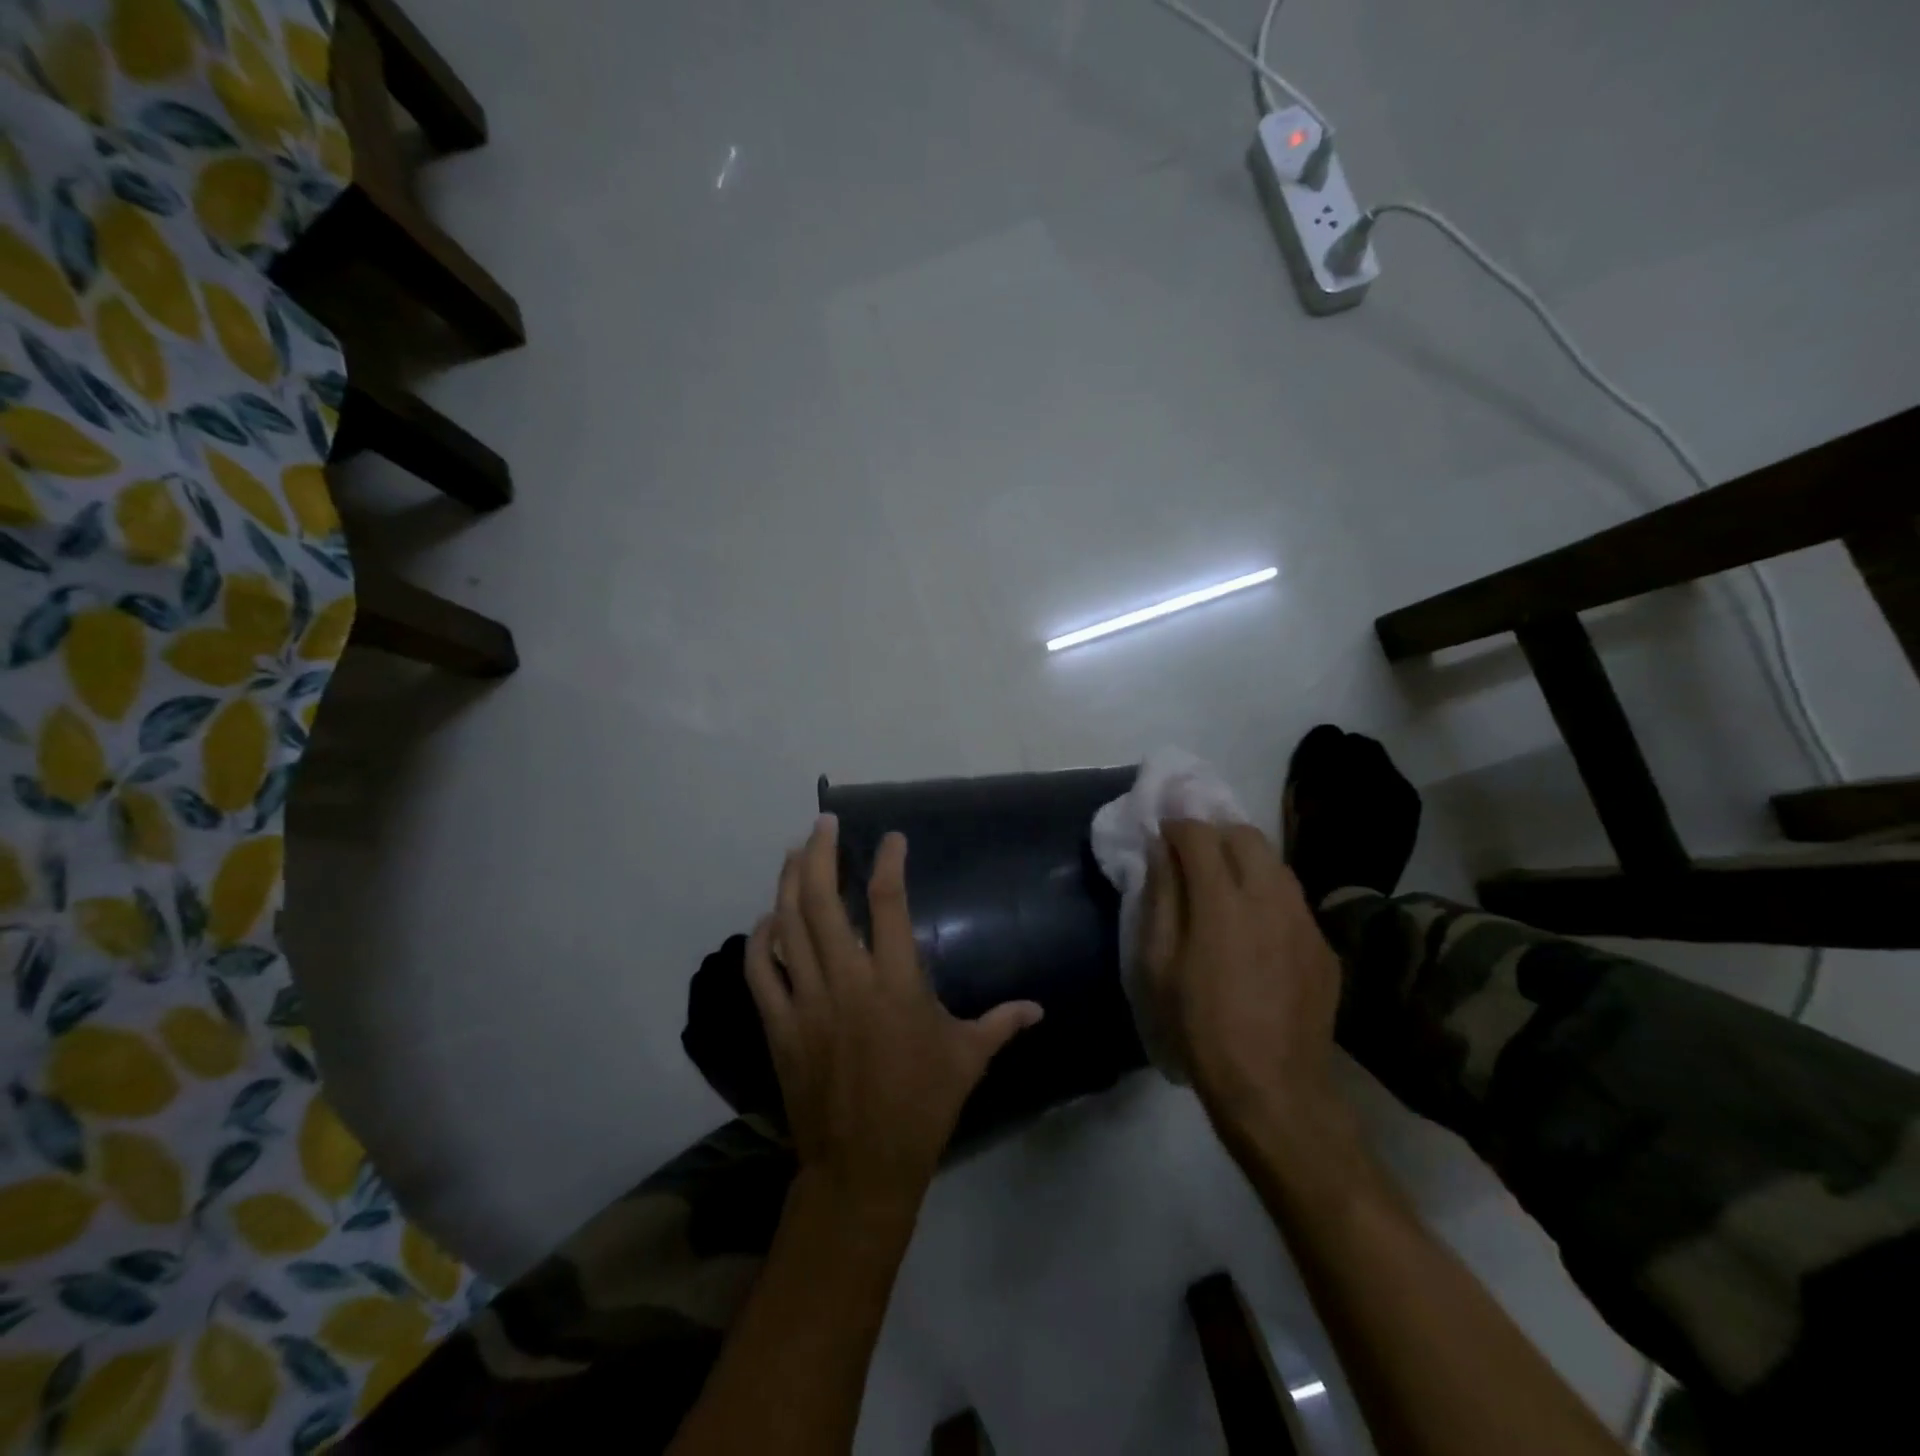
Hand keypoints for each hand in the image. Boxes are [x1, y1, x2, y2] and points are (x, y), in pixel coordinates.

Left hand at [745, 815, 1043, 1218]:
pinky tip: (768, 917)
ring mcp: (807, 1001)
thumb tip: (1039, 1009)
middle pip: (824, 901)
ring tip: (796, 852)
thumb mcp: (968, 1060)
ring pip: (789, 925)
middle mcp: (848, 981)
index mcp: (897, 984)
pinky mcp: (780, 1025)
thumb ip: (1002, 1023)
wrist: (862, 1165)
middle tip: (823, 824)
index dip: (889, 863)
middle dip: (820, 854)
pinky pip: (762, 971)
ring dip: (789, 882)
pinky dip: (761, 938)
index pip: (889, 904)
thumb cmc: (922, 1105)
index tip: (891, 838)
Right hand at [1142, 820, 1341, 1127]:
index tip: (1162, 833)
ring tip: (1224, 884)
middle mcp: (1270, 898)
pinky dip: (1268, 894)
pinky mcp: (1324, 945)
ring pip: (1275, 863)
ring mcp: (1304, 920)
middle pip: (1246, 834)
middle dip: (1215, 832)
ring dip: (1245, 858)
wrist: (1273, 1087)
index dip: (1177, 825)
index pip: (1200, 835)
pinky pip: (1293, 899)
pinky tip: (1256, 927)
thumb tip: (1160, 852)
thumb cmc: (1199, 1026)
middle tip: (1193, 854)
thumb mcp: (1160, 964)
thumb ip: (1161, 898)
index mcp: (1222, 902)